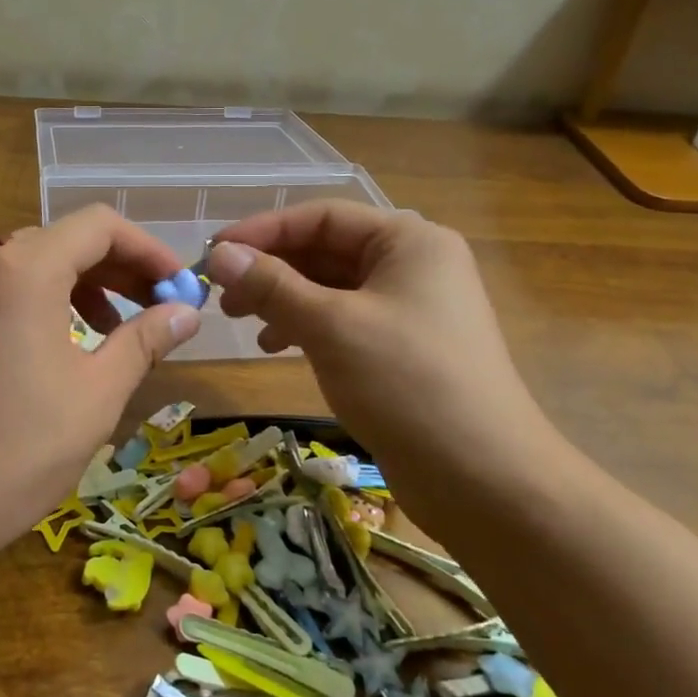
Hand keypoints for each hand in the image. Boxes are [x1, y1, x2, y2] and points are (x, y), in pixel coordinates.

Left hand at [0, 207, 200, 560]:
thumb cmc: (14, 451)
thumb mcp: (96, 395)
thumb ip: (144, 340)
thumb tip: (186, 313)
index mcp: (24, 270)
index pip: (100, 226)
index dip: (148, 250)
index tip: (180, 287)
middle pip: (65, 241)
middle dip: (118, 270)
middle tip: (158, 309)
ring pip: (32, 264)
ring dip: (82, 286)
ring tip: (113, 331)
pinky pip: (1, 289)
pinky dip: (42, 302)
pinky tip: (59, 346)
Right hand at [204, 201, 555, 496]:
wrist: (484, 479)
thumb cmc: (406, 383)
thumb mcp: (331, 326)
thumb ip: (272, 285)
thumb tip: (219, 255)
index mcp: (408, 241)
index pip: (322, 217)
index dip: (263, 231)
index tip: (213, 252)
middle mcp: (412, 265)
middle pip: (326, 250)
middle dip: (271, 269)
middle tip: (221, 295)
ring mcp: (410, 308)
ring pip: (331, 288)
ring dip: (283, 299)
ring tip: (242, 322)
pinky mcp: (403, 348)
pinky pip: (343, 320)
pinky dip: (306, 327)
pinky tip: (276, 347)